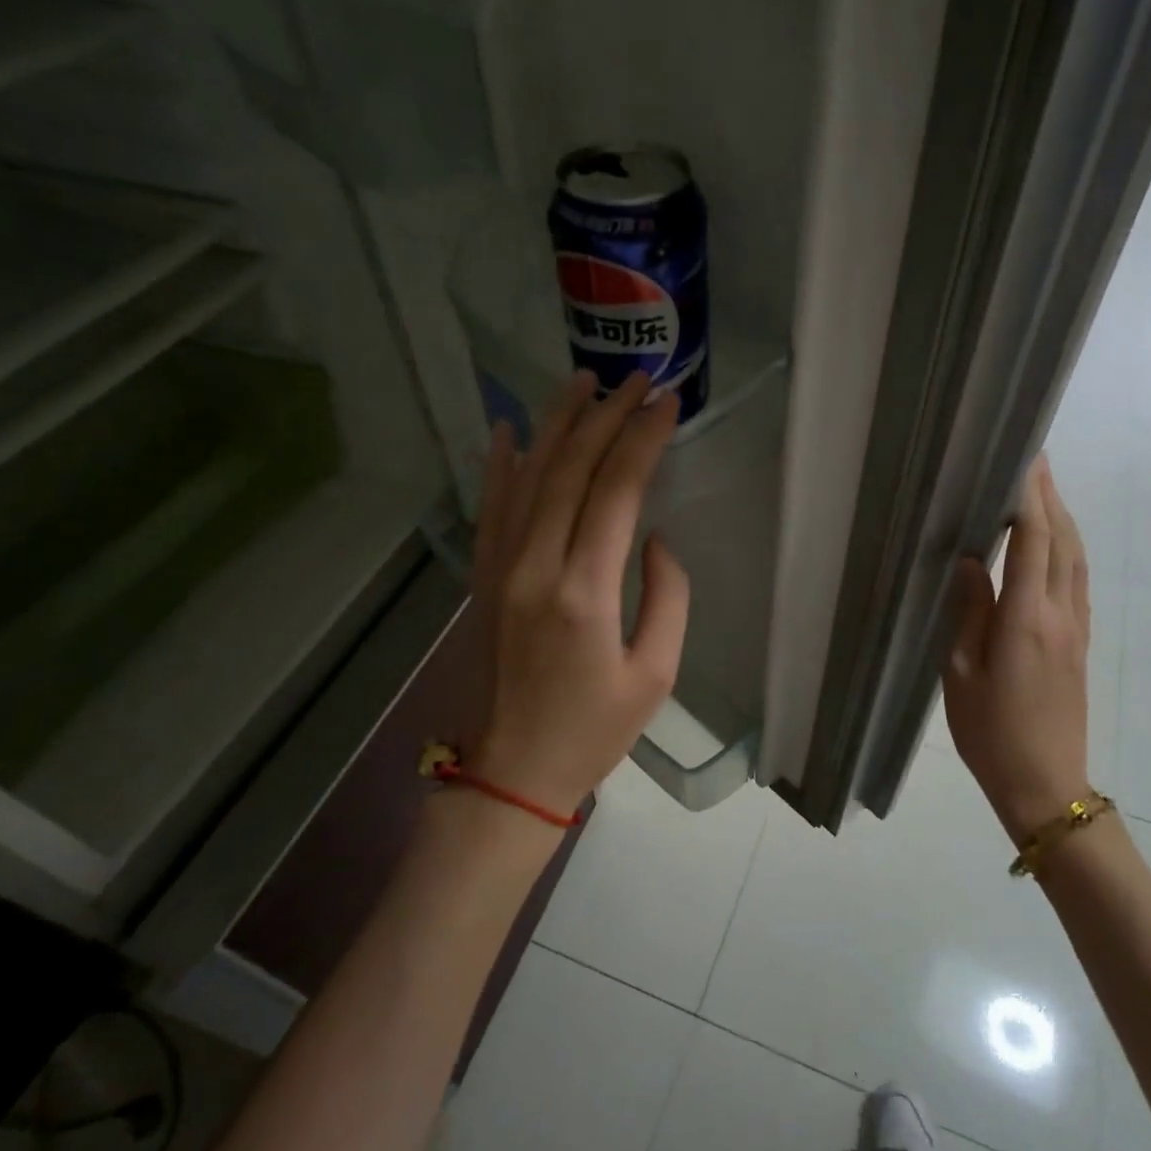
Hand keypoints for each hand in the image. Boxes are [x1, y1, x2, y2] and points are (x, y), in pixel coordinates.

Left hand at [465, 371, 688, 818]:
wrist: (510, 771)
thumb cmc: (593, 731)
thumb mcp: (656, 674)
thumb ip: (667, 597)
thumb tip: (654, 538)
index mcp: (584, 593)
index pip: (616, 492)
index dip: (643, 440)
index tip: (667, 402)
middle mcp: (535, 568)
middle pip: (570, 470)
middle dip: (606, 417)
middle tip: (636, 379)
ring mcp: (500, 569)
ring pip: (527, 477)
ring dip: (556, 424)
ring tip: (582, 381)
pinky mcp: (483, 578)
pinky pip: (491, 507)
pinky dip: (499, 464)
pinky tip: (507, 429)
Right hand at [942, 454, 1090, 846]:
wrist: (1045, 784)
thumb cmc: (990, 732)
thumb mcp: (962, 673)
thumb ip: (969, 613)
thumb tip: (972, 561)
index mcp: (1026, 620)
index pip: (1034, 543)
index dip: (1030, 500)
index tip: (1024, 461)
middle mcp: (1060, 615)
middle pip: (1063, 543)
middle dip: (1051, 499)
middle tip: (1035, 462)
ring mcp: (1076, 629)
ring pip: (1076, 560)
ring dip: (1063, 521)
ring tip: (1042, 493)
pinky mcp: (1080, 643)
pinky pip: (1077, 582)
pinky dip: (1067, 550)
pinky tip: (1053, 546)